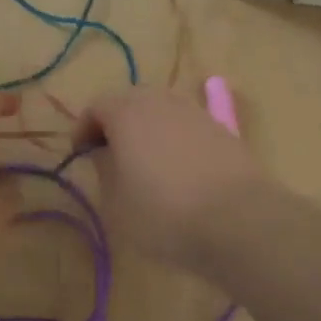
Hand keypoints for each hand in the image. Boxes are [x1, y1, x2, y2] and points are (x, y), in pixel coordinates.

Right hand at [73, 86, 264, 266]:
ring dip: (147, 126)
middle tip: (110, 152)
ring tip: (144, 159)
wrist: (239, 220)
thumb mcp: (116, 202)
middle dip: (115, 121)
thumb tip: (104, 153)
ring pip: (160, 108)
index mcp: (126, 112)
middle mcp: (159, 101)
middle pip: (129, 100)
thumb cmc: (164, 213)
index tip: (80, 154)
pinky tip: (178, 166)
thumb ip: (104, 170)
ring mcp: (194, 111)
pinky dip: (174, 136)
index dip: (83, 129)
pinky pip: (186, 123)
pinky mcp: (222, 128)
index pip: (96, 107)